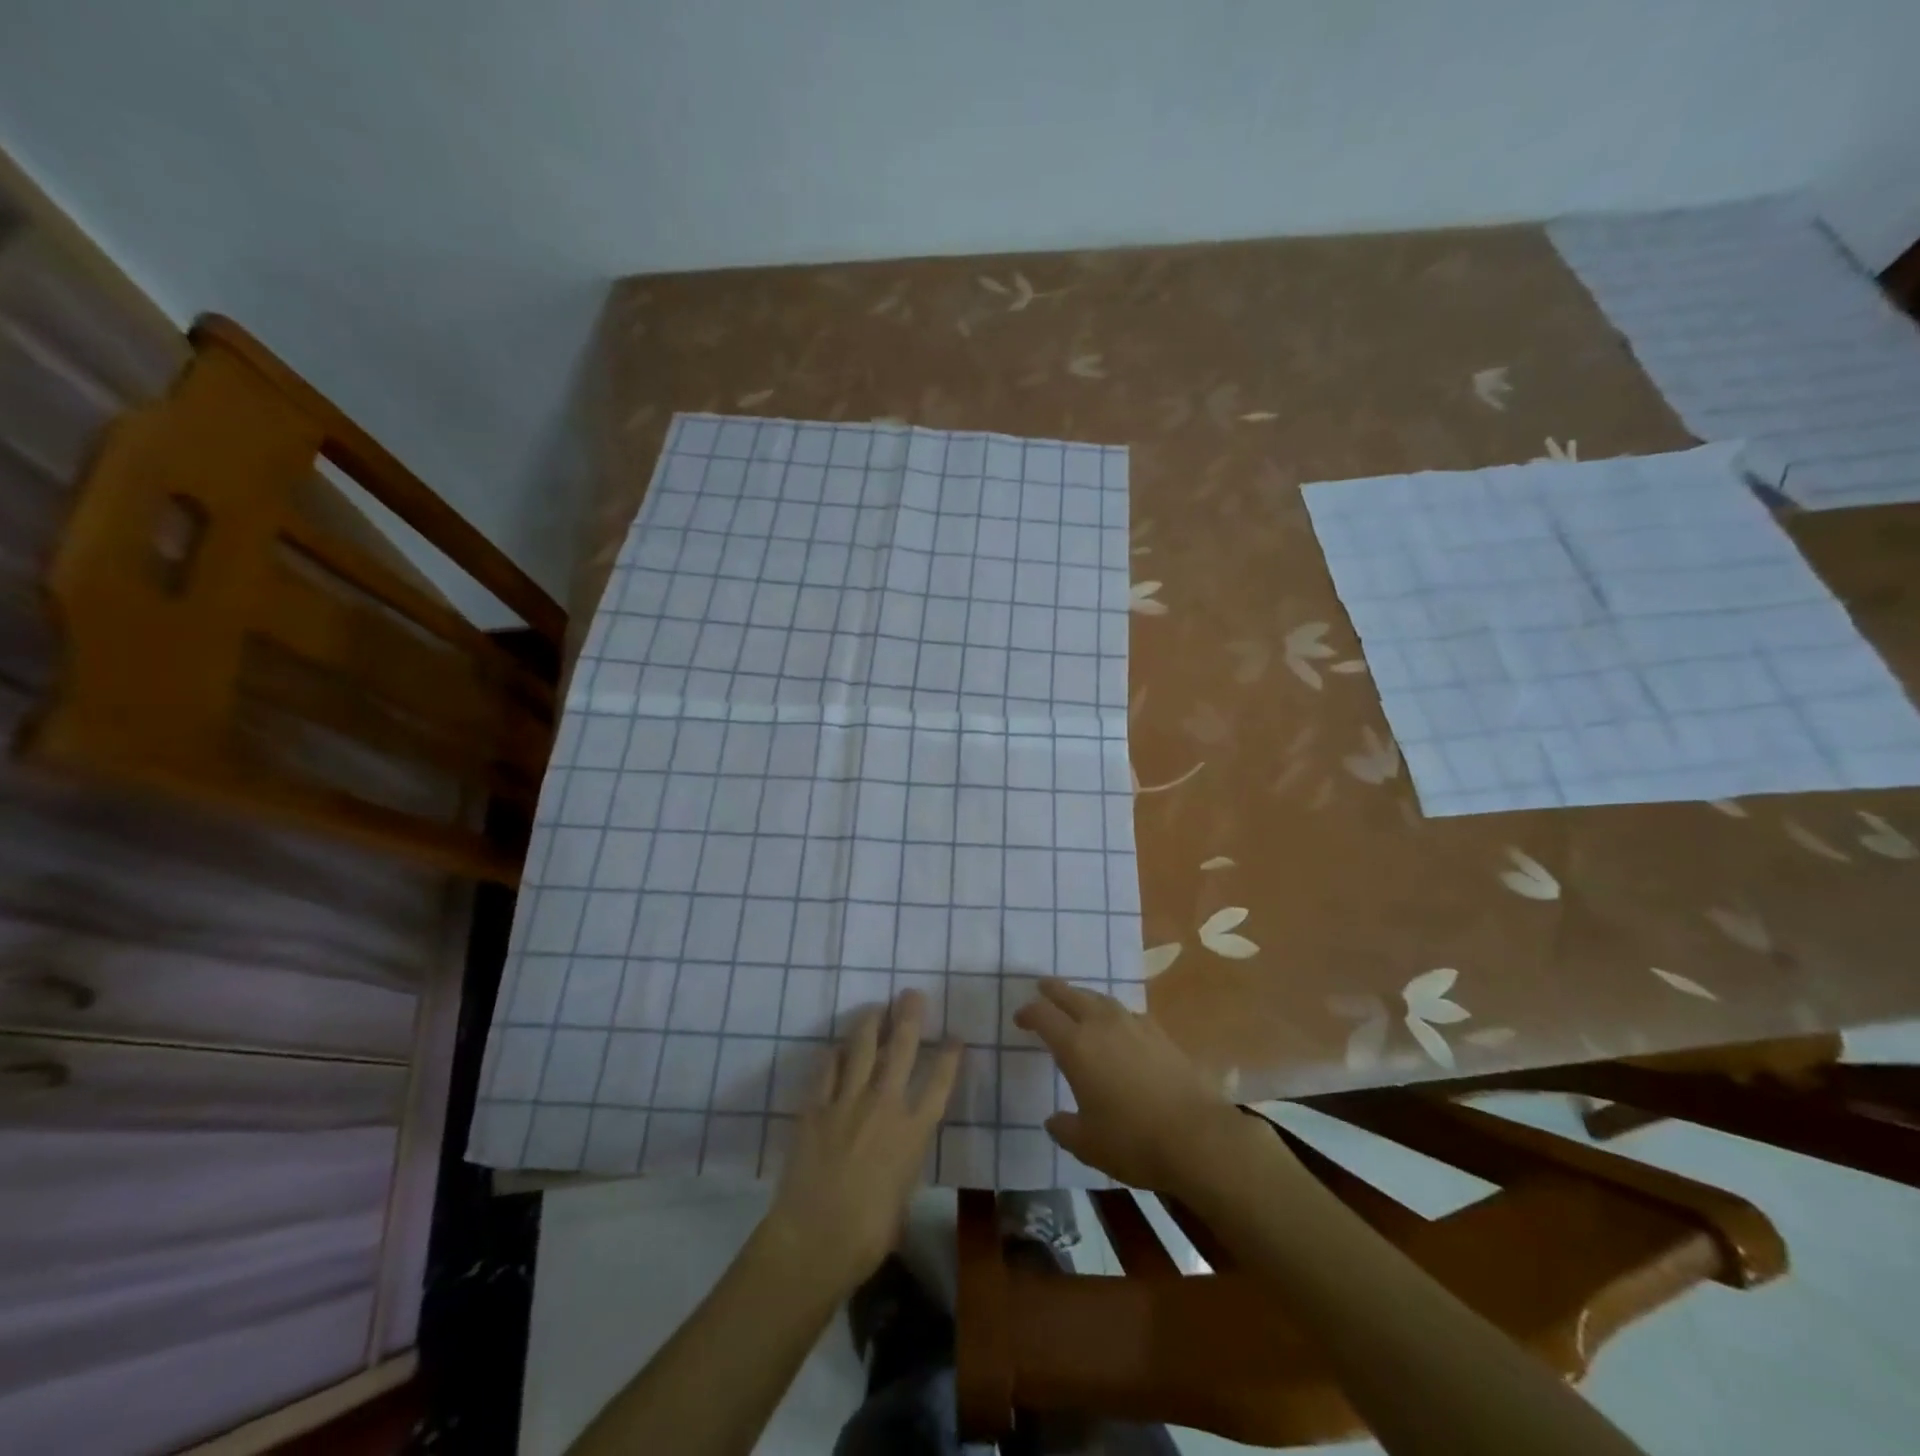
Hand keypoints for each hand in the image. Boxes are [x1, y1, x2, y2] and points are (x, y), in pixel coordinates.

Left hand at [762, 990, 959, 1288]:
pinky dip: (833, 1054)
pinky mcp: (815, 1106)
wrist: (815, 1238)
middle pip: (901, 1048)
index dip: (949, 1055)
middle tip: (912, 993)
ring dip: (870, 1023)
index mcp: (913, 1131)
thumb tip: (900, 1149)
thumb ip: (905, 1161)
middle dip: (910, 1016)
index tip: (955, 1036)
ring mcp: (847, 1101)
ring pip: (861, 1047)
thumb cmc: (869, 1233)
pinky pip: (826, 1068)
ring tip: (875, 1007)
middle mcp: (885, 1105)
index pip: (939, 1081)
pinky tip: (836, 1047)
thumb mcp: (904, 1195)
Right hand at [1014, 978, 1250, 1191]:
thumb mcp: (1087, 1144)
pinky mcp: (1160, 1034)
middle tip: (1042, 987)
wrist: (1198, 1137)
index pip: (1044, 1016)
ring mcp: (1134, 1025)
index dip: (1028, 1013)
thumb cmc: (1133, 1141)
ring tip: (1078, 1002)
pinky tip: (1117, 1027)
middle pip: (1072, 995)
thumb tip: (1053, 1119)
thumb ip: (1064, 1128)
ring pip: (1101, 999)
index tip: (1020, 1018)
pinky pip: (1127, 1013)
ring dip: (1084, 997)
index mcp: (1076, 1046)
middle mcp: (1102, 1025)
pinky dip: (1113, 1013)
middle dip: (1054, 990)